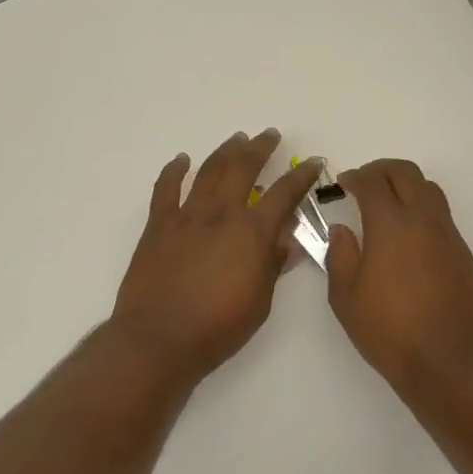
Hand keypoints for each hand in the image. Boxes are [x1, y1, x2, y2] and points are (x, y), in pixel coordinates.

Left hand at [111, 130, 322, 387]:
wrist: (160, 338)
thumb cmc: (218, 328)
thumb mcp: (261, 301)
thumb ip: (274, 264)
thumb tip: (290, 239)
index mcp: (252, 233)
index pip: (285, 194)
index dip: (302, 176)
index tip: (314, 162)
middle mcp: (221, 214)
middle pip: (244, 168)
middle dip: (260, 147)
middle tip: (270, 135)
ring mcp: (186, 216)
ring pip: (209, 171)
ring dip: (226, 151)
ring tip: (237, 138)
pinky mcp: (158, 225)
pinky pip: (166, 188)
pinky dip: (174, 170)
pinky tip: (181, 160)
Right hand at [326, 159, 472, 385]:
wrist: (450, 363)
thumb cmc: (389, 331)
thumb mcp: (346, 298)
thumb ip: (340, 256)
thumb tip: (342, 231)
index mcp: (391, 225)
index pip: (373, 181)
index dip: (355, 176)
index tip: (343, 183)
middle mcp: (424, 221)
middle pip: (406, 173)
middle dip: (382, 170)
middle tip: (364, 183)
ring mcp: (449, 236)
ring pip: (429, 190)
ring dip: (406, 187)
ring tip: (387, 206)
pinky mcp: (464, 254)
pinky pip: (442, 217)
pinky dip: (422, 212)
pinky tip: (408, 239)